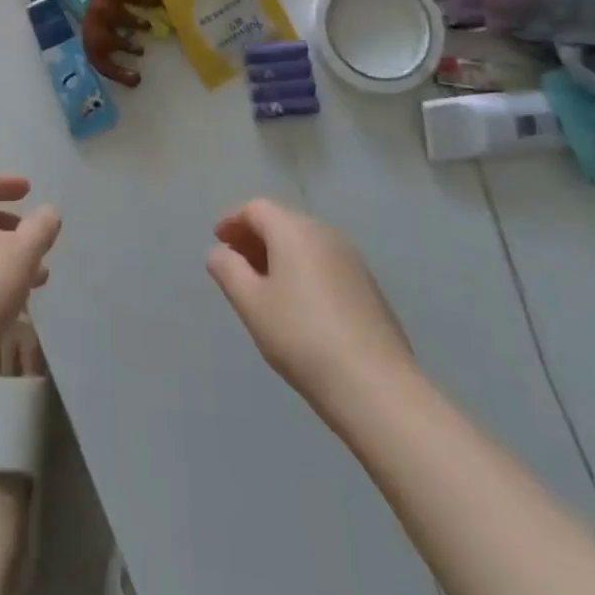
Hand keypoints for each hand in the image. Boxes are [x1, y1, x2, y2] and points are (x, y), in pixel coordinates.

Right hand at [206, 198, 415, 404]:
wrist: (376, 386)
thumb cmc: (302, 337)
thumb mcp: (251, 304)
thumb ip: (228, 270)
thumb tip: (218, 251)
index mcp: (294, 230)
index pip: (256, 208)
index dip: (233, 220)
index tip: (218, 241)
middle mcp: (325, 233)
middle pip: (283, 221)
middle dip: (255, 237)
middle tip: (236, 263)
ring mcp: (352, 260)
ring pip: (306, 243)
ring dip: (280, 254)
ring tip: (264, 286)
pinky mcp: (368, 287)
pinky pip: (325, 263)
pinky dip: (304, 270)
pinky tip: (299, 305)